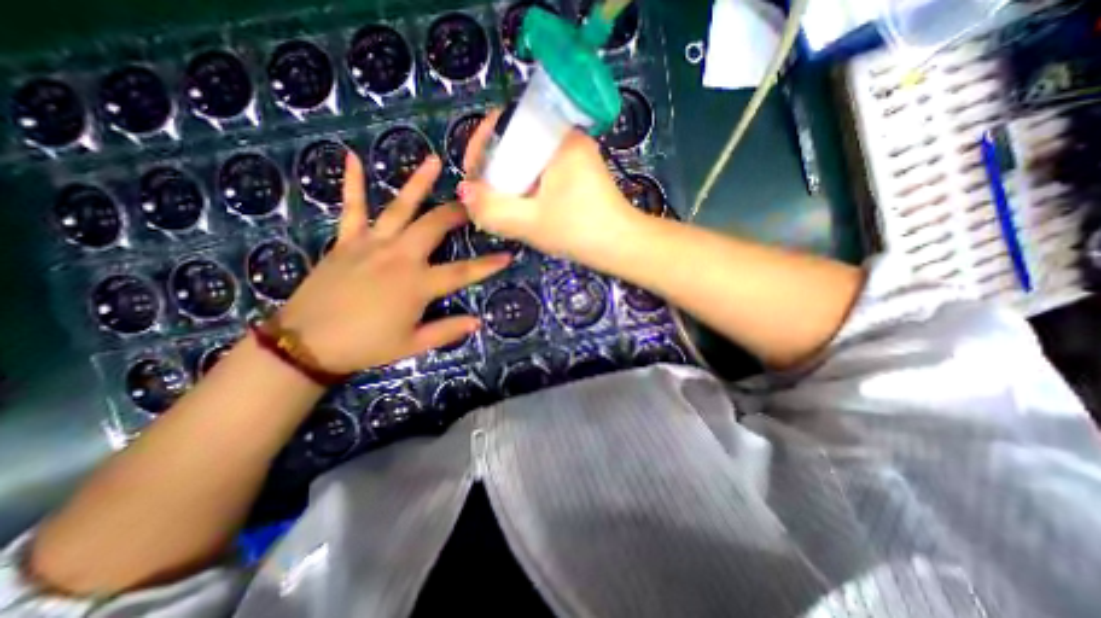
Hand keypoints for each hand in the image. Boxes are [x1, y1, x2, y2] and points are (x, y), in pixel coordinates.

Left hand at [279, 152, 512, 374]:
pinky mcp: (347, 242)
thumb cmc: (366, 346)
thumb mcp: (412, 345)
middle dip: (458, 212)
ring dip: (418, 183)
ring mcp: (371, 245)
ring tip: (434, 161)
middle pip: (434, 226)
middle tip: (475, 201)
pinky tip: (352, 157)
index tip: (508, 254)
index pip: (462, 272)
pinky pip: (352, 209)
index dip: (488, 265)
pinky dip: (353, 184)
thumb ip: (447, 331)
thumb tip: (477, 321)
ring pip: (400, 208)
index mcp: (417, 284)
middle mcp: (399, 257)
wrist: (307, 344)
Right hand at [460, 108, 646, 260]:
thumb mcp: (530, 223)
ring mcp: (576, 158)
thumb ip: (492, 209)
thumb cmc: (579, 231)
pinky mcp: (580, 175)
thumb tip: (464, 192)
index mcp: (558, 139)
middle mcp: (568, 140)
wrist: (622, 247)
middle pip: (516, 143)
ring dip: (511, 182)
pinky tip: (525, 209)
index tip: (473, 174)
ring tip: (502, 207)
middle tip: (487, 197)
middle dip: (495, 170)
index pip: (507, 122)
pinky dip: (528, 189)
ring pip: (528, 161)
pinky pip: (543, 174)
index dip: (482, 144)